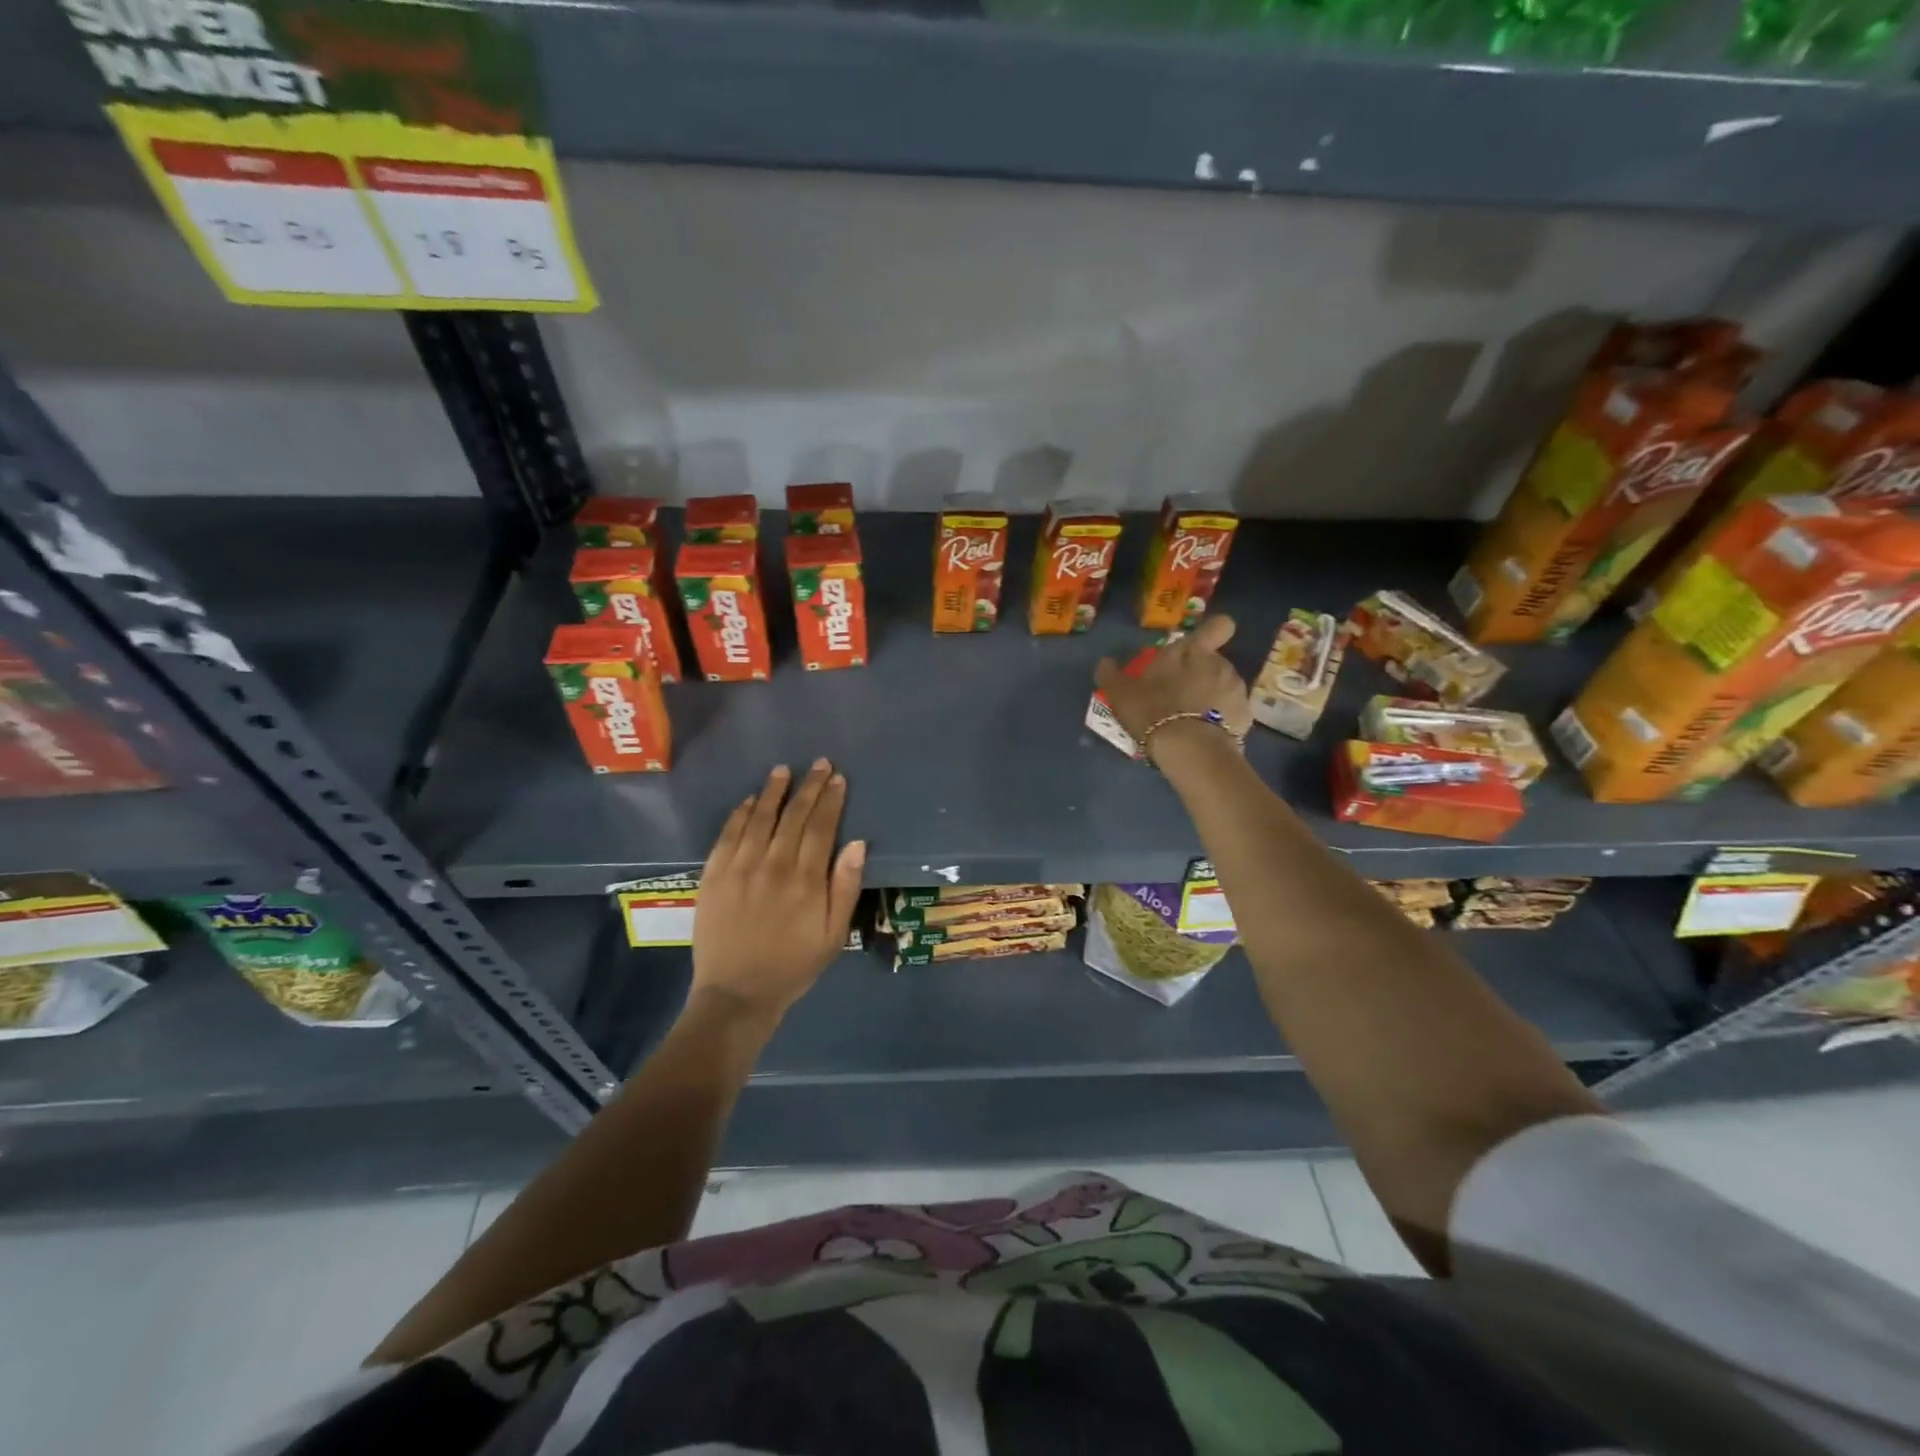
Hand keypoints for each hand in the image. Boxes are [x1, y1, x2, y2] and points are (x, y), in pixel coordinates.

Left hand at [692, 760, 865, 1021]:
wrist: (737, 993)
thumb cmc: (793, 965)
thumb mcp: (833, 934)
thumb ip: (845, 887)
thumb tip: (857, 843)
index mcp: (806, 880)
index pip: (821, 827)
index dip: (830, 800)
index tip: (837, 778)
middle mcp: (773, 866)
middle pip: (793, 816)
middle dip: (808, 787)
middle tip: (818, 764)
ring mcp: (740, 868)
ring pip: (759, 818)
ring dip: (773, 792)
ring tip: (783, 771)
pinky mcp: (713, 876)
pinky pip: (728, 835)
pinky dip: (740, 814)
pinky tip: (749, 800)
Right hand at [1095, 614, 1251, 764]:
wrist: (1189, 749)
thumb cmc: (1153, 710)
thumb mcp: (1121, 693)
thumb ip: (1111, 675)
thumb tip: (1106, 662)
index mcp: (1192, 651)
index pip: (1219, 626)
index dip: (1212, 632)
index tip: (1199, 647)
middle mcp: (1220, 664)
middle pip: (1214, 661)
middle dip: (1201, 674)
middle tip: (1179, 695)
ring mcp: (1236, 690)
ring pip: (1224, 686)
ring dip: (1211, 697)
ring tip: (1191, 720)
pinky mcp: (1245, 717)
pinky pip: (1231, 713)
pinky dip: (1221, 720)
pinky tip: (1204, 736)